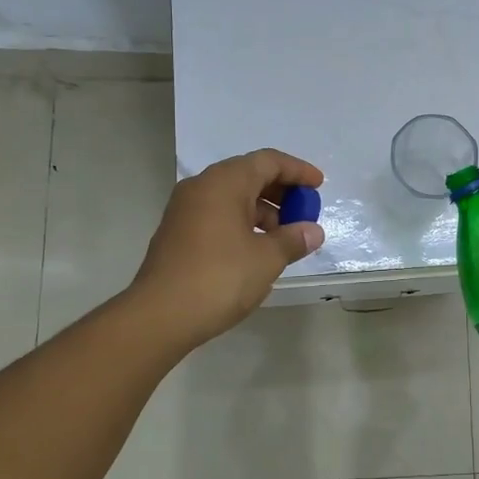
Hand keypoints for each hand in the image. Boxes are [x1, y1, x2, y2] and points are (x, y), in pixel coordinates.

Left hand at [131, 149, 324, 347]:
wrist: (159, 316)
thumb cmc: (219, 278)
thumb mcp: (267, 259)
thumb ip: (293, 239)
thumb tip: (313, 231)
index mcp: (224, 182)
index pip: (268, 161)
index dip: (297, 171)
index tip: (319, 185)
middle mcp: (201, 187)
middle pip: (249, 176)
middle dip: (281, 192)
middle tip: (304, 213)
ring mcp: (185, 210)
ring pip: (232, 198)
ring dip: (263, 211)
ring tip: (285, 239)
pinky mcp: (178, 234)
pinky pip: (218, 215)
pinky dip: (243, 223)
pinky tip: (258, 250)